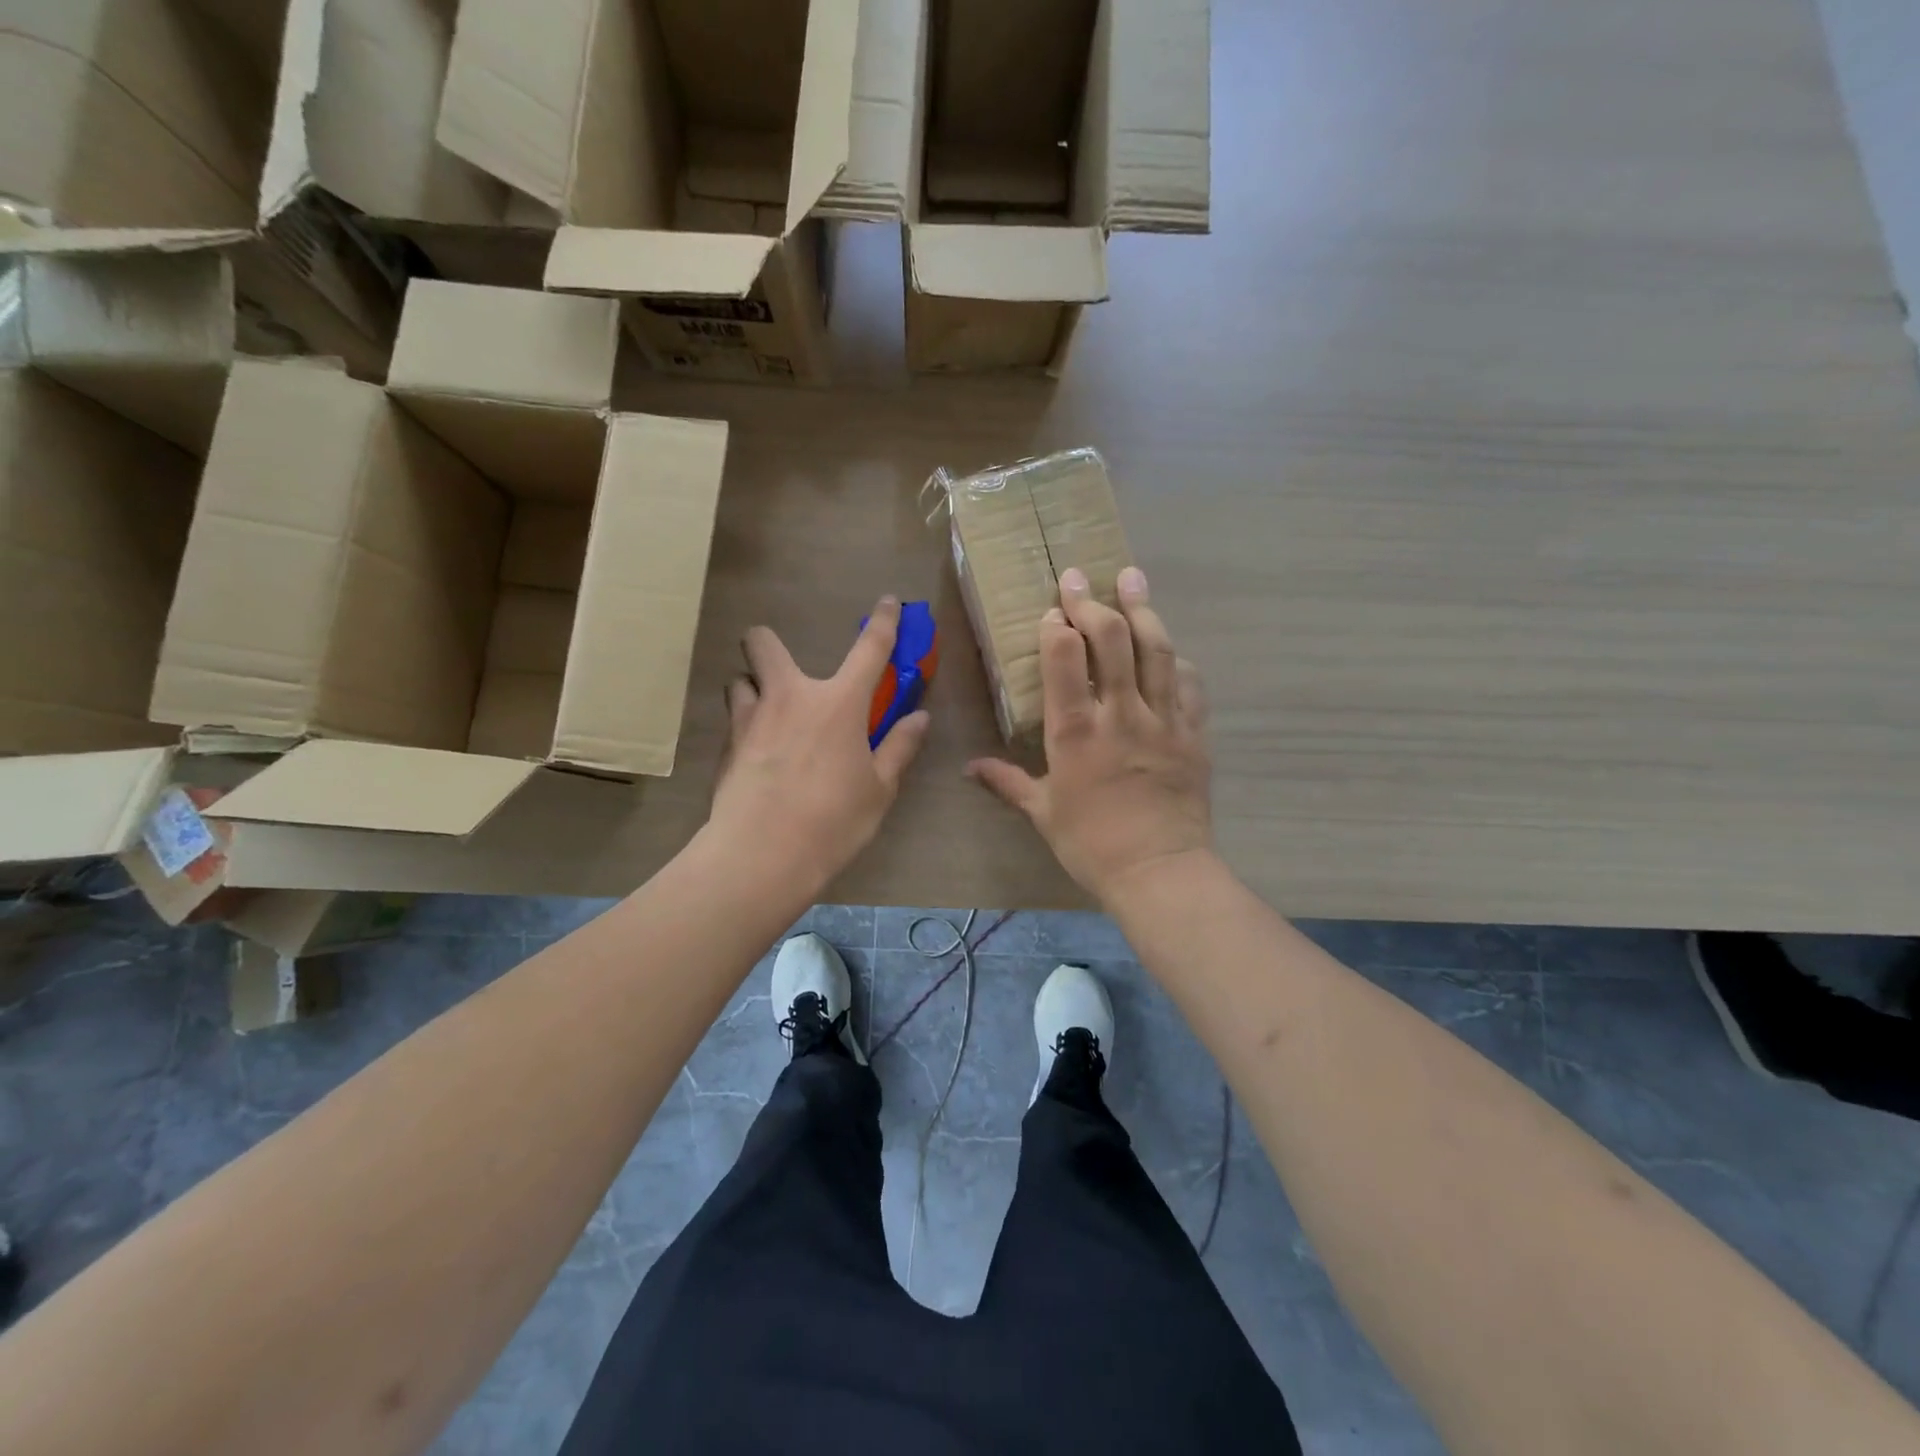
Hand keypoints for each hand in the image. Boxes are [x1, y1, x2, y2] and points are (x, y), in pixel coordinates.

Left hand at [709, 597, 931, 894]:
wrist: (762, 856)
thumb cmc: (833, 821)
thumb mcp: (878, 789)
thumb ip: (899, 748)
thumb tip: (919, 718)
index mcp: (838, 704)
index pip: (869, 649)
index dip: (883, 622)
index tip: (887, 602)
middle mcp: (789, 697)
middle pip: (762, 643)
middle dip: (767, 643)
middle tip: (785, 674)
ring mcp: (750, 719)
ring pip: (739, 680)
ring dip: (754, 690)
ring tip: (769, 719)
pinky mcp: (725, 747)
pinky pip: (733, 721)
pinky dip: (746, 728)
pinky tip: (757, 760)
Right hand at [969, 567, 1212, 904]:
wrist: (1160, 872)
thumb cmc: (1091, 844)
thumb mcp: (1042, 813)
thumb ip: (1007, 782)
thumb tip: (970, 768)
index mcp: (1076, 732)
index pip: (1065, 659)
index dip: (1057, 627)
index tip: (1051, 612)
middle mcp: (1121, 714)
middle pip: (1113, 640)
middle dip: (1093, 602)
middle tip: (1079, 578)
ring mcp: (1163, 720)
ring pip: (1156, 650)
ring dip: (1142, 609)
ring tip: (1132, 577)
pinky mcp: (1193, 734)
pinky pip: (1189, 684)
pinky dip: (1176, 659)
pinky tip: (1169, 647)